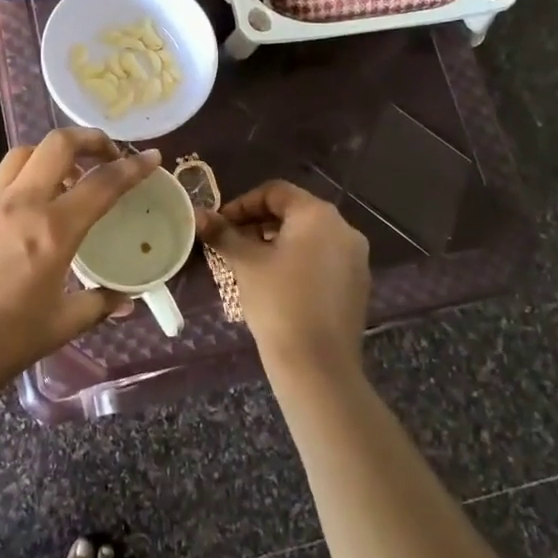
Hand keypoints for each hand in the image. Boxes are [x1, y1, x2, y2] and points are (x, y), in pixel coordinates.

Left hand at [0, 130, 160, 395]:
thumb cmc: (3, 343)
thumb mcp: (60, 326)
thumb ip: (97, 304)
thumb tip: (124, 300)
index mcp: (52, 230)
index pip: (102, 184)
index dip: (133, 167)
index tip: (152, 157)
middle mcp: (19, 205)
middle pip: (56, 144)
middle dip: (88, 138)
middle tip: (106, 154)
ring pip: (21, 157)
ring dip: (49, 155)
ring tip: (65, 180)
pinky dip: (20, 187)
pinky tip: (23, 219)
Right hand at [197, 180, 369, 379]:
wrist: (318, 365)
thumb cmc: (278, 302)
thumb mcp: (245, 263)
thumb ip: (223, 234)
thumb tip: (199, 215)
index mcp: (318, 214)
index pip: (275, 192)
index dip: (243, 204)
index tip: (221, 224)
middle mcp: (344, 228)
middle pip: (294, 212)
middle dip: (258, 224)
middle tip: (231, 243)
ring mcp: (355, 258)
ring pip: (309, 237)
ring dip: (277, 242)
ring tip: (250, 264)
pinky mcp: (358, 285)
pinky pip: (323, 260)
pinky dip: (298, 261)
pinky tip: (277, 284)